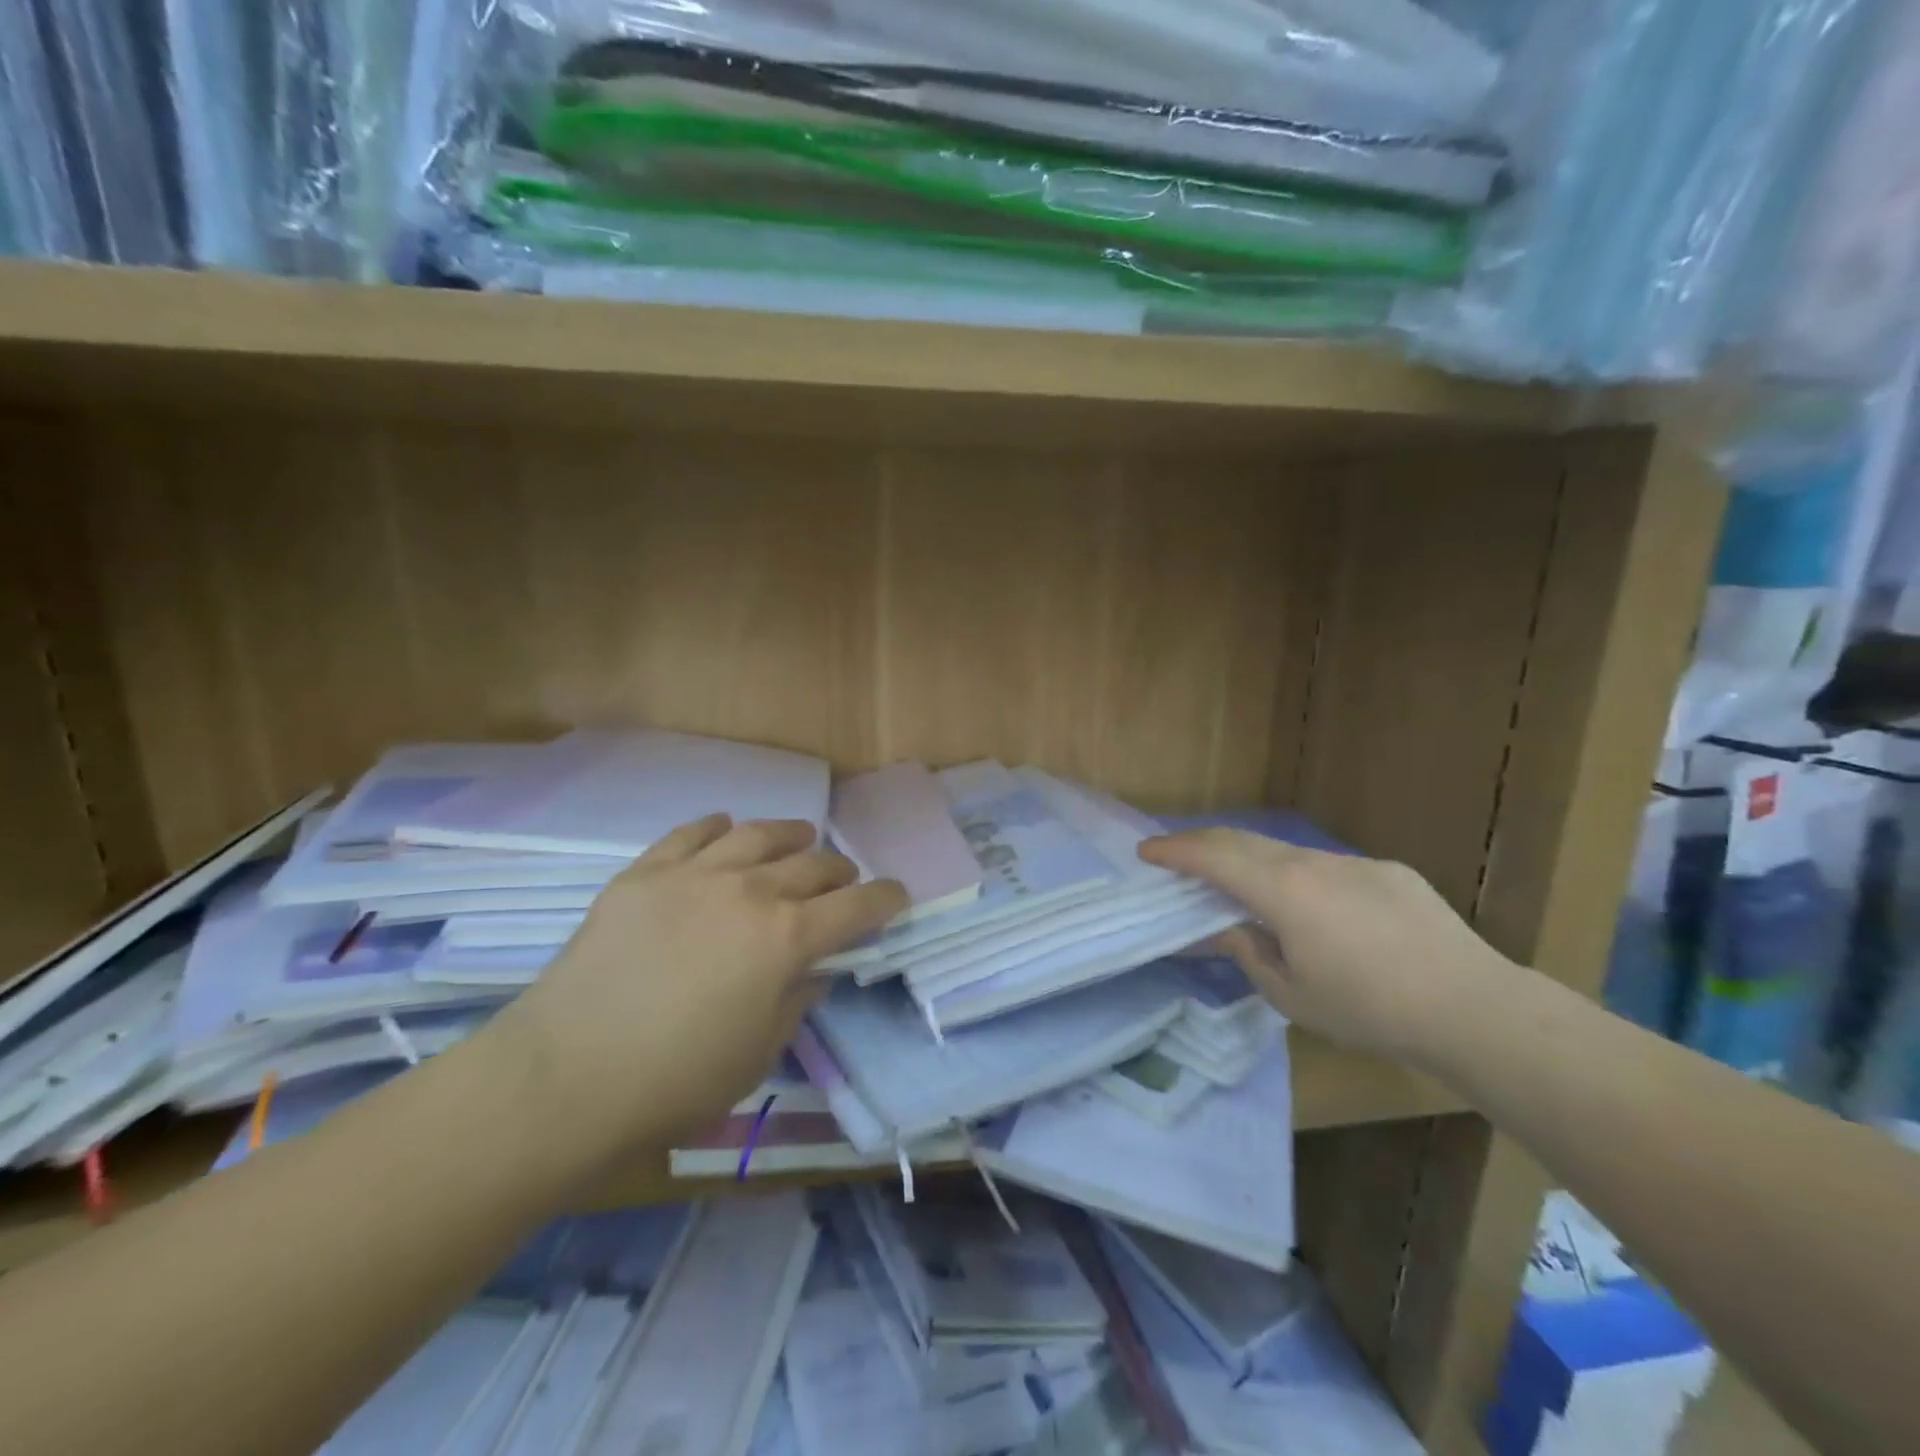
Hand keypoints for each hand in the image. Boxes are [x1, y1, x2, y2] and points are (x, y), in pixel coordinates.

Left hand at [486, 815, 906, 1165]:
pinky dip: (718, 826)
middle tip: (844, 881)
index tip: (896, 897)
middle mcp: (749, 891)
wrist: (565, 1075)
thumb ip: (796, 1002)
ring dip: (789, 834)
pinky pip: (691, 833)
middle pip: (813, 864)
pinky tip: (726, 827)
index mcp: (786, 938)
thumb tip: (811, 970)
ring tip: (799, 837)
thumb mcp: (758, 1054)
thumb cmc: (675, 1081)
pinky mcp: (644, 873)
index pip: (856, 906)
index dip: (885, 899)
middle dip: (840, 871)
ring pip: (757, 834)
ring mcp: (694, 875)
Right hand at [1140, 829, 1511, 1065]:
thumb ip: (1250, 954)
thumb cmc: (1369, 1008)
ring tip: (1244, 891)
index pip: (1214, 857)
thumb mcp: (1292, 994)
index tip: (1145, 851)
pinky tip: (1320, 915)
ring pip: (1288, 854)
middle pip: (1245, 842)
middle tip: (1178, 858)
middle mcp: (1313, 863)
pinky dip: (1302, 880)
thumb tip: (1229, 930)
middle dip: (1204, 845)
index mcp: (1283, 890)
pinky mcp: (1389, 872)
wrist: (1473, 1007)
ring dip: (1255, 864)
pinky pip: (1329, 869)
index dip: (1174, 851)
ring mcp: (1354, 863)